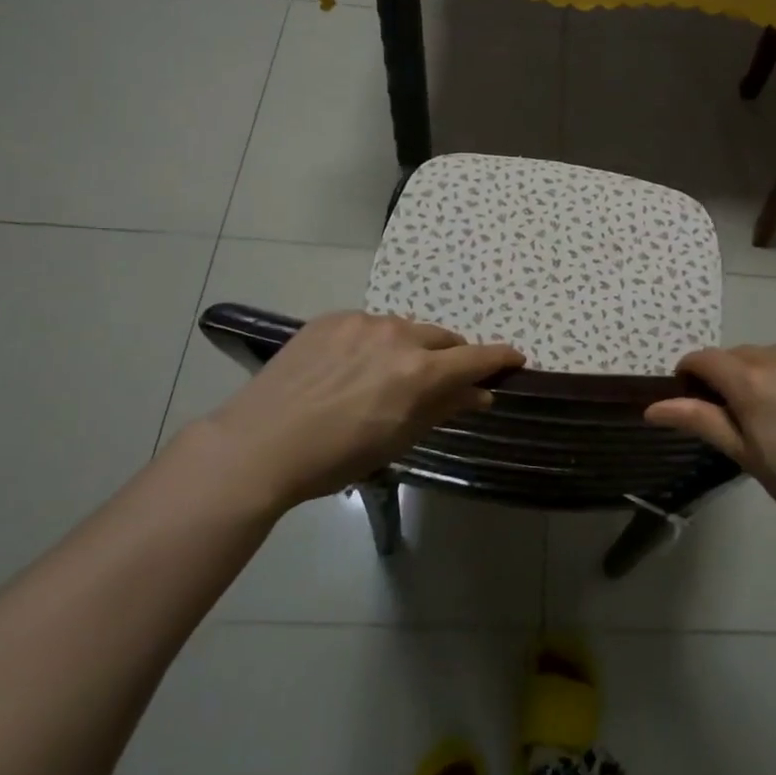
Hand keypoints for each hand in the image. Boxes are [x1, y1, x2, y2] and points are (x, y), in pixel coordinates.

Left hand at [201, 313, 523, 508]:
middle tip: (440, 380)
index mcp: (420, 371)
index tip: (516, 359)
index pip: (476, 358)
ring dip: (409, 348)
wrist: (260, 443)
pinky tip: (350, 368)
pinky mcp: (332, 318)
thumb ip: (444, 408)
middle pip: (442, 339)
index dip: (500, 358)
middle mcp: (398, 336)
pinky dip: (373, 342)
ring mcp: (363, 322)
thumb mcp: (398, 439)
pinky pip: (368, 325)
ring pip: (404, 330)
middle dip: (450, 357)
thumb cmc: (336, 456)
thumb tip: (482, 394)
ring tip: (385, 376)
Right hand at [645, 344, 775, 551]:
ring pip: (774, 354)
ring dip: (768, 374)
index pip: (704, 358)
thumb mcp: (747, 457)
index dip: (691, 374)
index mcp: (752, 382)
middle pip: (739, 356)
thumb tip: (652, 407)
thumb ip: (701, 421)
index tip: (694, 397)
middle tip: (746, 419)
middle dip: (732, 378)